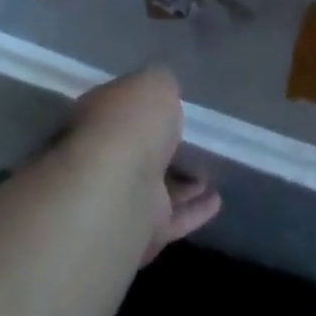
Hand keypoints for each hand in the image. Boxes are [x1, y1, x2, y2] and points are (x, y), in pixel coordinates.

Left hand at [67, 68, 220, 263]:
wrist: (119, 190)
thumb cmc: (131, 124)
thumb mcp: (153, 84)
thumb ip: (160, 88)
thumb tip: (163, 93)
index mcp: (98, 116)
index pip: (118, 107)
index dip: (140, 106)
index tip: (164, 105)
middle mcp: (103, 156)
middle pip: (134, 149)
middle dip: (157, 147)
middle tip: (188, 140)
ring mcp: (120, 197)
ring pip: (155, 186)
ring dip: (181, 181)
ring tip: (209, 172)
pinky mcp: (141, 231)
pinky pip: (173, 217)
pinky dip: (194, 210)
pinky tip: (216, 201)